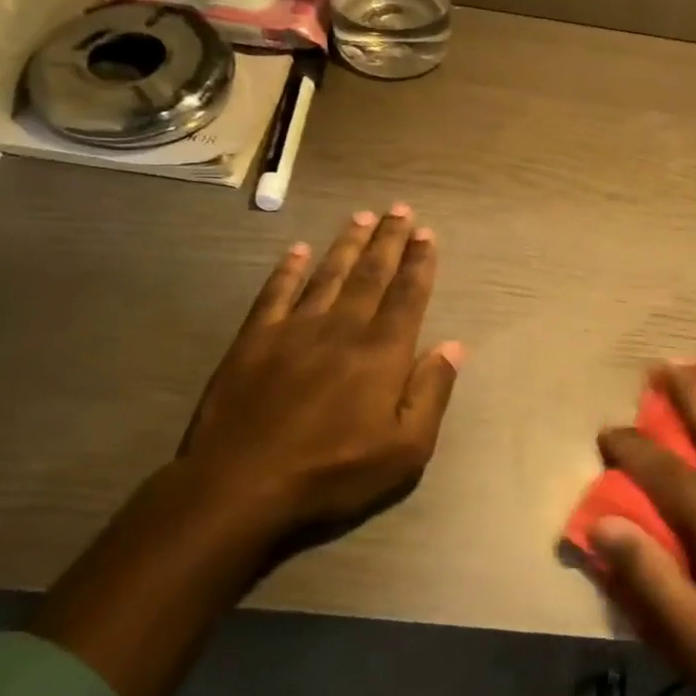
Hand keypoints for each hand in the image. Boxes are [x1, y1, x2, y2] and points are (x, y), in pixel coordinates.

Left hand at [176, 205, 462, 552]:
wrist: (241, 486)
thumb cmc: (334, 473)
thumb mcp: (405, 449)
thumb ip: (431, 392)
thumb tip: (454, 346)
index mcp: (381, 352)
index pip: (407, 296)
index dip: (420, 263)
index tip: (427, 234)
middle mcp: (341, 328)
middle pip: (370, 274)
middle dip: (389, 240)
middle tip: (400, 209)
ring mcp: (293, 330)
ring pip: (327, 275)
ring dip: (347, 244)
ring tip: (362, 217)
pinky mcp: (254, 341)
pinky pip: (275, 293)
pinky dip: (288, 269)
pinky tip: (298, 250)